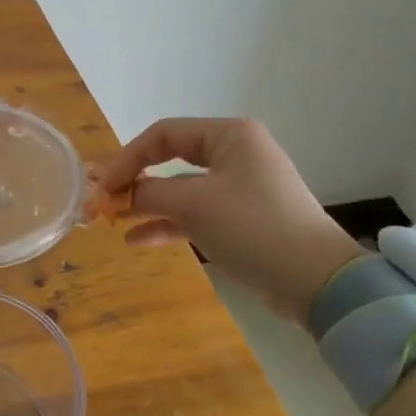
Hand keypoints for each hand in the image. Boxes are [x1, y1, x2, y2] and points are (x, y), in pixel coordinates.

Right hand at [95, 117, 363, 325]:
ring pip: (180, 188)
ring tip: (111, 221)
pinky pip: (196, 212)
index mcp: (229, 135)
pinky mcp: (243, 218)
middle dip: (133, 181)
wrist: (316, 281)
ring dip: (146, 204)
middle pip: (170, 159)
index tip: (101, 187)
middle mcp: (235, 153)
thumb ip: (148, 192)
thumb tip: (115, 194)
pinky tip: (137, 240)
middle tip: (99, 201)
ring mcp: (240, 186)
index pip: (163, 134)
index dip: (126, 158)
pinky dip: (168, 223)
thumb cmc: (253, 227)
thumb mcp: (194, 204)